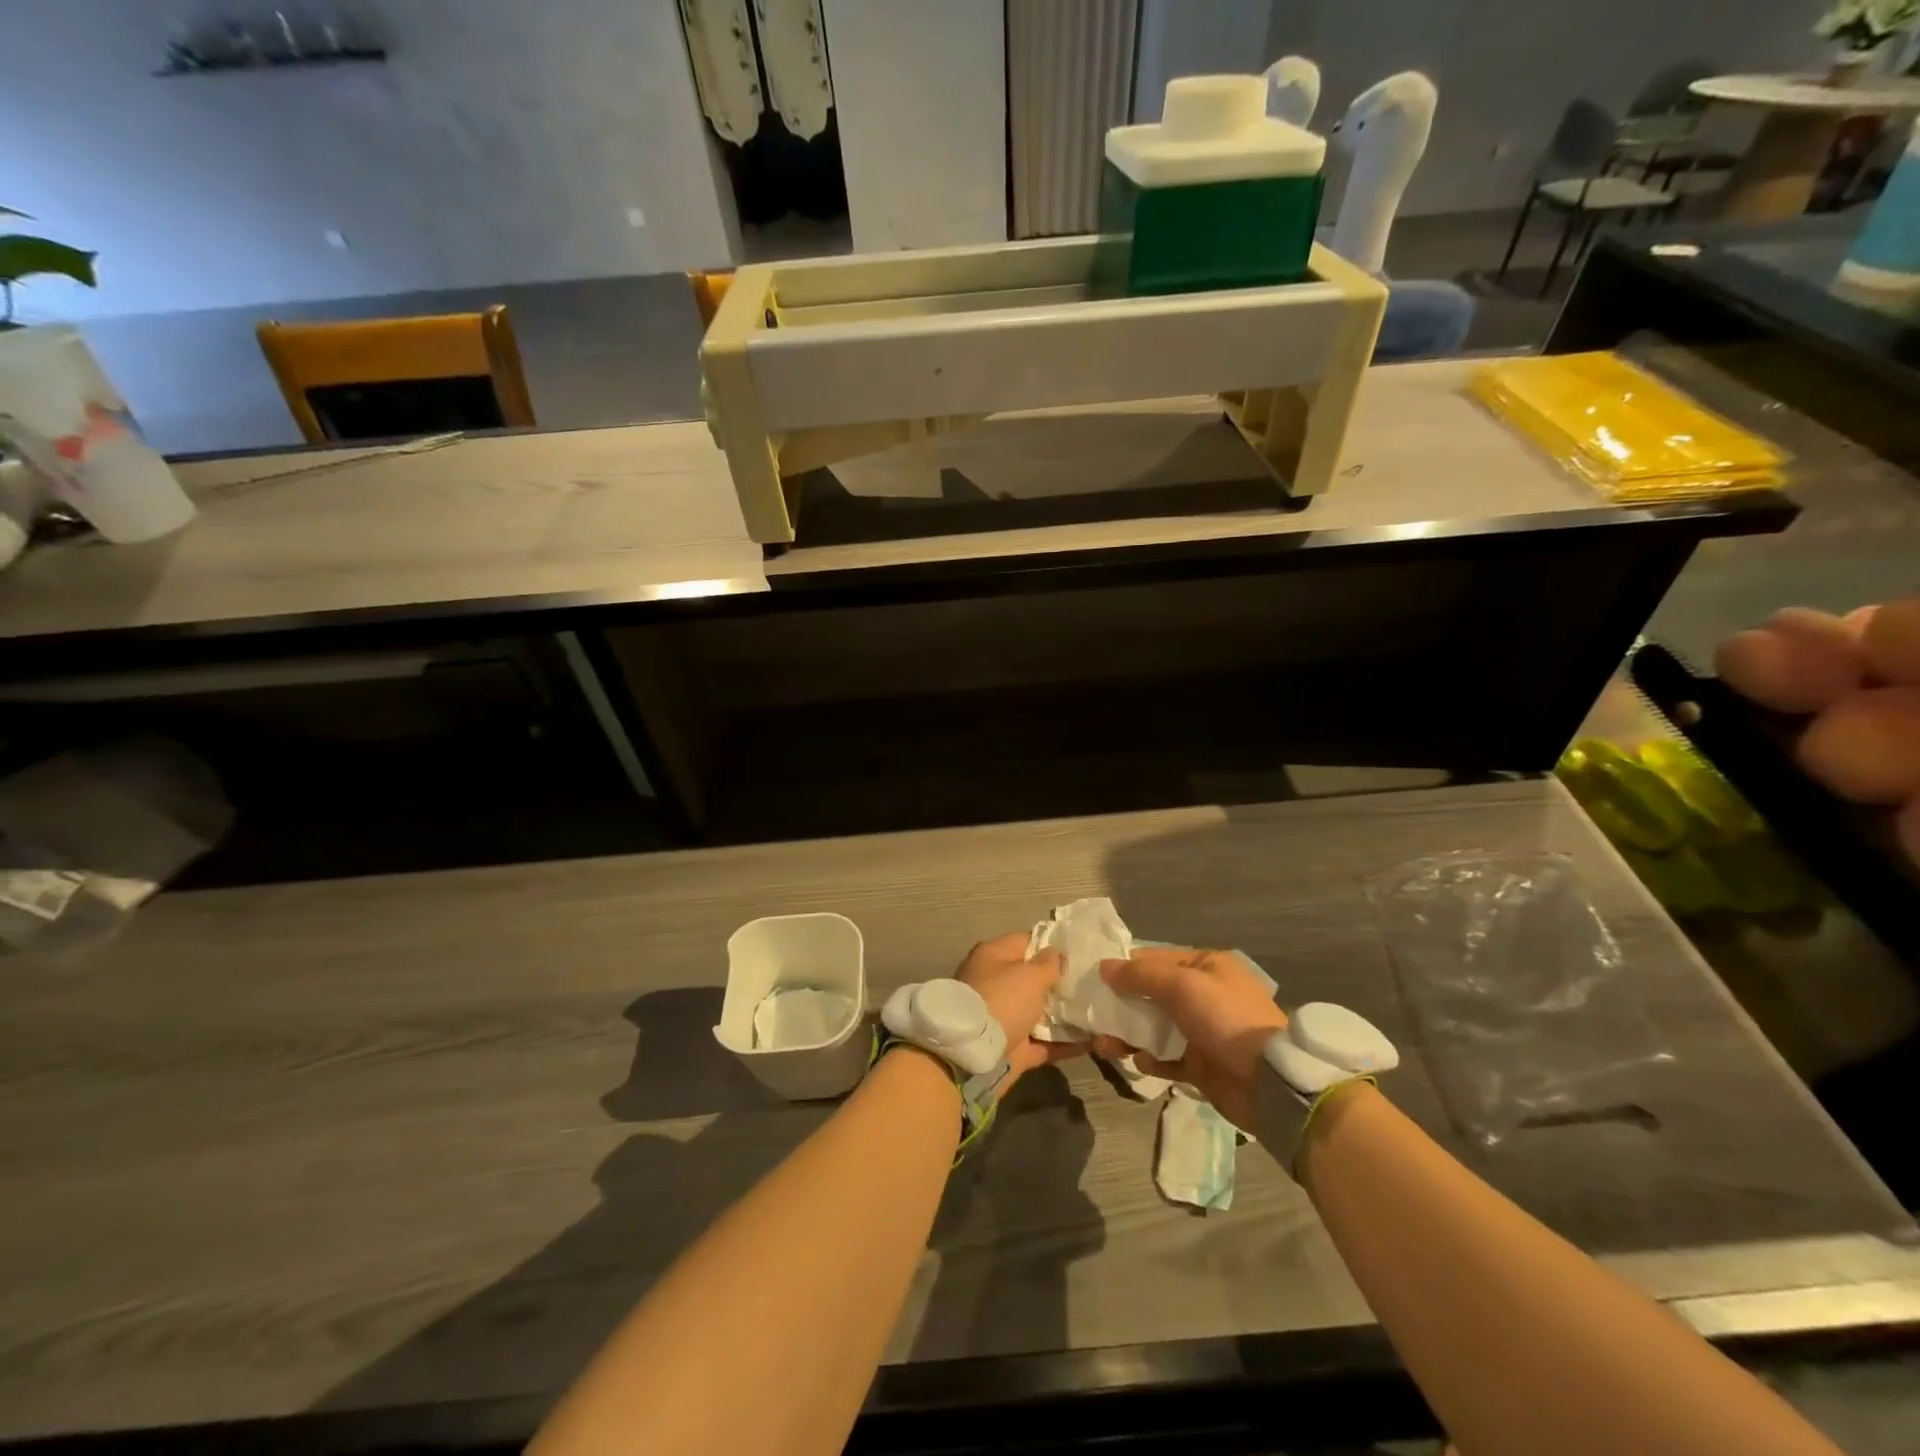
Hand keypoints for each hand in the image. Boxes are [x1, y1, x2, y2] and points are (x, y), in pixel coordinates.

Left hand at [953, 931, 1084, 1095]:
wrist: (972, 1056)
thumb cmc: (1001, 1001)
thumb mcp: (1028, 974)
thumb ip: (1048, 963)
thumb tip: (1056, 954)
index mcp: (994, 957)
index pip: (1026, 942)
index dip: (1052, 946)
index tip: (1080, 953)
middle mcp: (997, 984)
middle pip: (1033, 979)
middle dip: (1061, 982)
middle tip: (1095, 983)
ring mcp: (1004, 1017)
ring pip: (1040, 1012)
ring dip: (1066, 1014)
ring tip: (1100, 1011)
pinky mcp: (1013, 1048)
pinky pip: (1044, 1042)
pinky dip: (1065, 1043)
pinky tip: (1094, 1041)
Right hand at [1090, 948, 1285, 1129]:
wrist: (1268, 1082)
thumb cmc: (1224, 1019)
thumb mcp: (1181, 985)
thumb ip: (1140, 975)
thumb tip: (1104, 966)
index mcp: (1207, 967)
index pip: (1157, 958)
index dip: (1126, 966)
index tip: (1095, 977)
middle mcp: (1205, 995)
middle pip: (1152, 994)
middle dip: (1122, 1005)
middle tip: (1094, 1015)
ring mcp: (1204, 1031)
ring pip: (1156, 1028)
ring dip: (1129, 1034)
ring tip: (1105, 1046)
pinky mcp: (1202, 1065)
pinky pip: (1167, 1059)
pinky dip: (1151, 1060)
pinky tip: (1140, 1063)